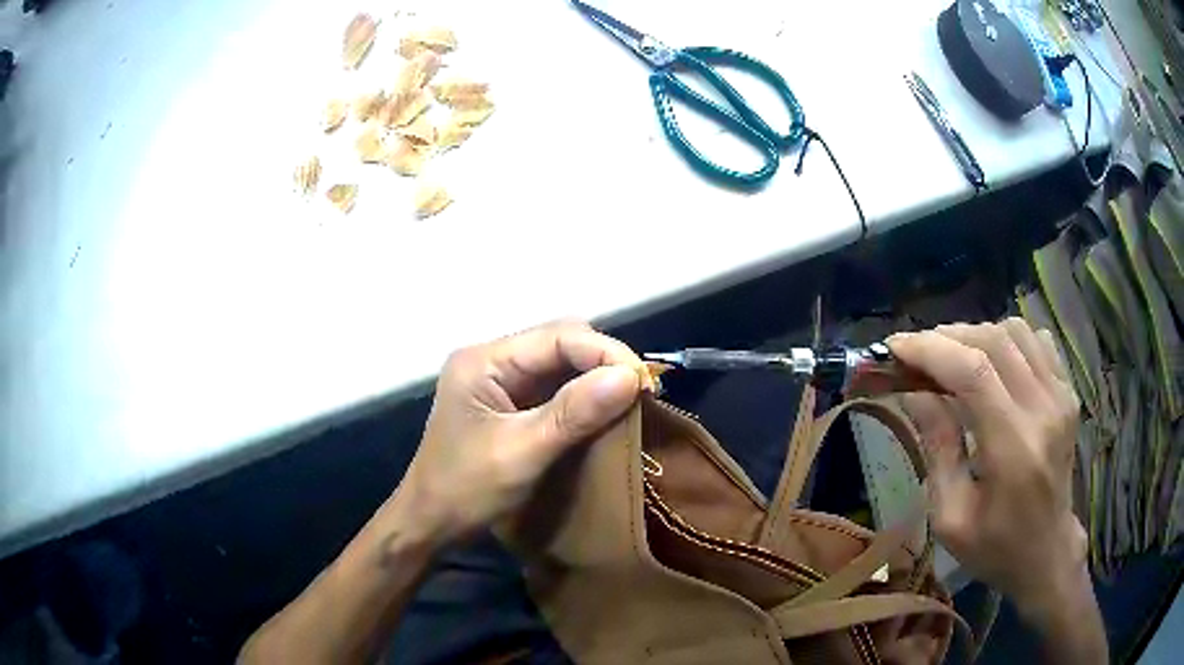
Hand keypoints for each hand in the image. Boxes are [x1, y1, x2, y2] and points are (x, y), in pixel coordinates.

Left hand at [397, 320, 649, 547]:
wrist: (429, 523)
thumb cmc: (465, 490)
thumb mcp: (521, 452)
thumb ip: (573, 413)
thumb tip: (630, 377)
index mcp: (484, 361)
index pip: (557, 336)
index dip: (605, 352)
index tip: (644, 382)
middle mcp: (491, 360)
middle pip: (559, 343)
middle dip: (603, 362)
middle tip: (641, 392)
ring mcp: (498, 381)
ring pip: (560, 364)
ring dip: (596, 379)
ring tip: (631, 400)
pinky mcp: (507, 402)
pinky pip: (553, 387)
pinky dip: (582, 397)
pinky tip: (604, 411)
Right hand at [887, 319, 1085, 616]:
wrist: (1047, 552)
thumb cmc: (994, 546)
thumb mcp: (951, 517)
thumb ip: (937, 449)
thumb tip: (914, 392)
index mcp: (1013, 449)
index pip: (973, 372)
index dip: (931, 350)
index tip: (895, 346)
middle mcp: (1043, 410)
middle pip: (993, 341)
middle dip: (947, 337)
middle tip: (916, 353)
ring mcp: (1061, 396)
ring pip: (1015, 332)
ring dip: (976, 334)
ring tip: (951, 355)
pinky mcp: (1067, 392)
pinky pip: (1036, 340)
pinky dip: (1006, 338)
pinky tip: (991, 359)